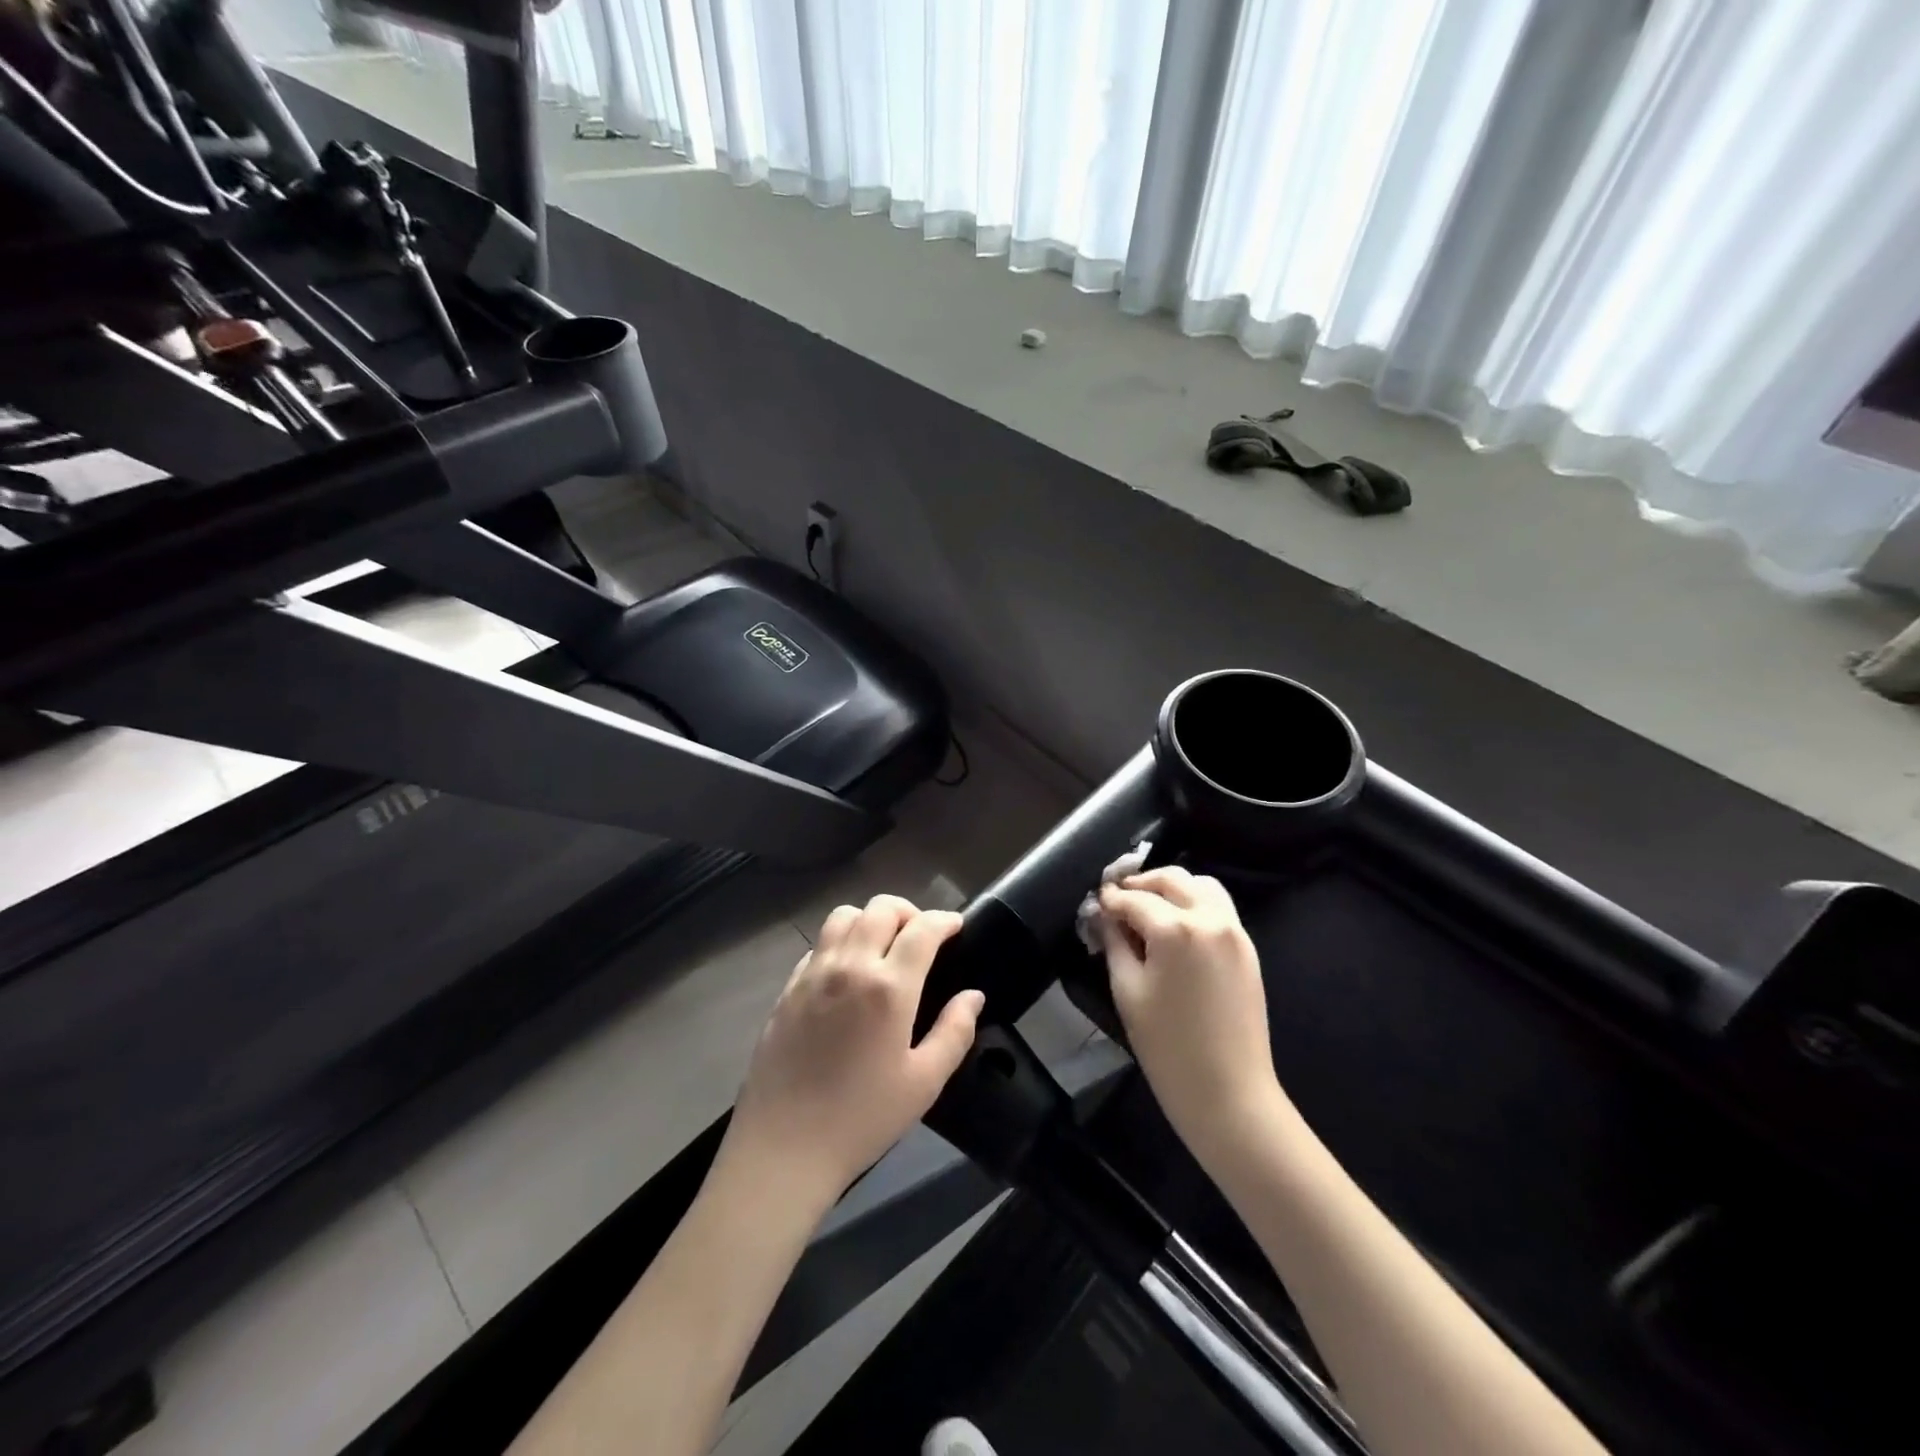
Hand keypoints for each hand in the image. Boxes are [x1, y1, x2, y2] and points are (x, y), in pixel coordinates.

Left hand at [723, 896, 982, 1204]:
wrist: (783, 1149)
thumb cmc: (862, 1119)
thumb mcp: (924, 1083)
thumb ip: (955, 1032)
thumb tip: (973, 995)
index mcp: (889, 987)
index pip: (922, 929)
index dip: (944, 920)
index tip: (956, 926)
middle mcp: (850, 966)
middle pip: (880, 908)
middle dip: (908, 912)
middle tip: (922, 936)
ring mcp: (813, 974)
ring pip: (844, 916)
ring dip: (870, 919)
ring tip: (884, 945)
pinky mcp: (788, 989)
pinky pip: (818, 944)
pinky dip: (840, 941)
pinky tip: (847, 972)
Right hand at [1099, 868, 1282, 1160]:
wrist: (1229, 1094)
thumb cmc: (1167, 1047)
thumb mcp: (1127, 991)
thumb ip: (1115, 943)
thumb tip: (1104, 916)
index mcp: (1176, 929)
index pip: (1135, 899)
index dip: (1110, 899)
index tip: (1095, 902)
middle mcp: (1210, 918)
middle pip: (1173, 879)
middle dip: (1142, 883)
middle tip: (1119, 898)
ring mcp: (1235, 932)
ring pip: (1202, 886)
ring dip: (1173, 888)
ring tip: (1150, 907)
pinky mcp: (1248, 949)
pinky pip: (1219, 908)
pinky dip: (1196, 904)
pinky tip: (1177, 926)